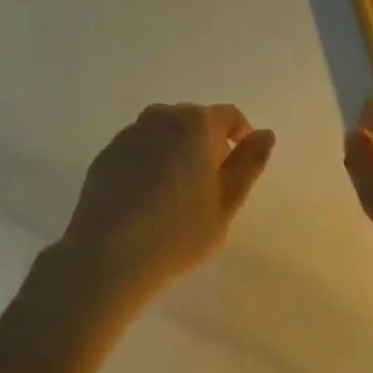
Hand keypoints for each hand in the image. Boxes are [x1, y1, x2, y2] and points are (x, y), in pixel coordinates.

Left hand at [50, 103, 275, 303]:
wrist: (107, 256)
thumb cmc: (178, 232)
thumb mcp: (227, 203)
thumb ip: (249, 164)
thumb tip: (265, 134)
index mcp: (196, 124)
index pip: (229, 116)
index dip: (241, 138)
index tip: (239, 169)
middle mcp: (161, 118)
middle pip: (195, 121)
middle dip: (208, 144)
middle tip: (211, 187)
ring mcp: (129, 135)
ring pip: (165, 133)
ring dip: (177, 151)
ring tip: (178, 193)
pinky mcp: (106, 155)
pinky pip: (140, 149)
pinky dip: (150, 163)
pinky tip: (147, 199)